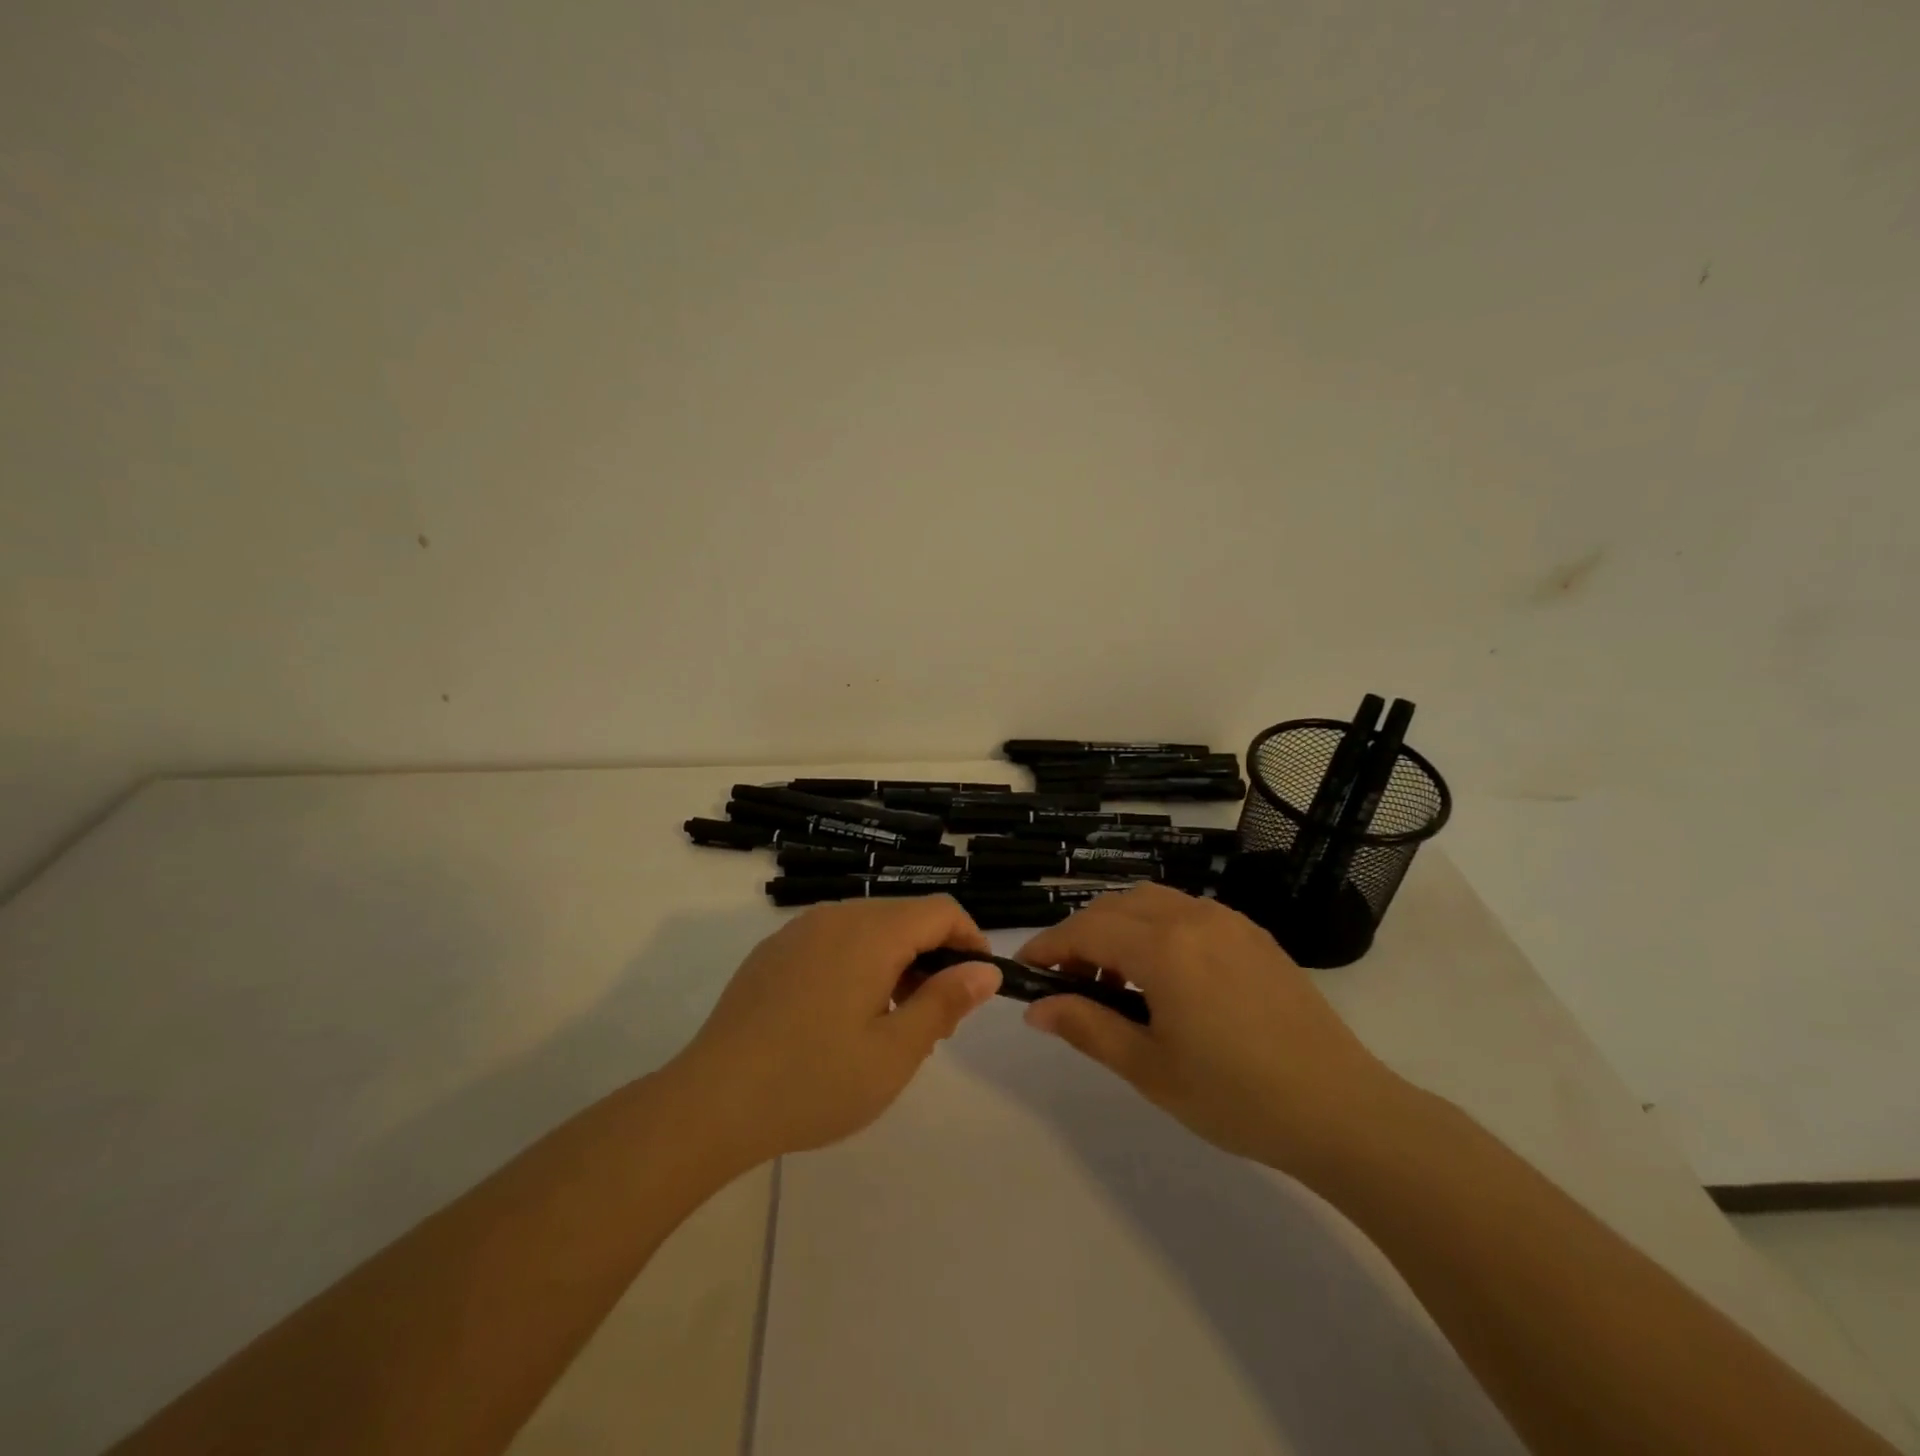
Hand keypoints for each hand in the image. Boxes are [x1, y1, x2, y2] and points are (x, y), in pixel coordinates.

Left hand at [668, 897, 1000, 1167]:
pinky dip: (857, 965)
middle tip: (935, 1022)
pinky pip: (832, 942)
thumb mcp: (895, 1052)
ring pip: (868, 929)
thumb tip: (985, 970)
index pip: (940, 911)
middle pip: (904, 918)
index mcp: (871, 933)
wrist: (711, 1101)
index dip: (970, 940)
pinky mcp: (773, 952)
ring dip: (895, 963)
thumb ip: (945, 1002)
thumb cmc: (814, 1080)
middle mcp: (835, 917)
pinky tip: (841, 1018)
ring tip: (890, 1025)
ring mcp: (798, 931)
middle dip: (932, 958)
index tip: (977, 985)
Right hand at [1019, 884, 1402, 1175]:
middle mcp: (1193, 917)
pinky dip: (1157, 929)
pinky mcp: (1253, 935)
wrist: (1341, 1110)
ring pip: (1151, 902)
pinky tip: (1166, 976)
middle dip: (1081, 936)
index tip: (1026, 970)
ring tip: (1117, 981)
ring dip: (1120, 928)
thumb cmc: (1235, 1096)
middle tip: (1069, 983)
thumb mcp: (1149, 1068)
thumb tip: (1037, 1008)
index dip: (1049, 946)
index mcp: (1164, 947)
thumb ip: (1087, 1027)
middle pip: (1116, 907)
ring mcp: (1228, 921)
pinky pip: (1187, 912)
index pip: (1086, 930)